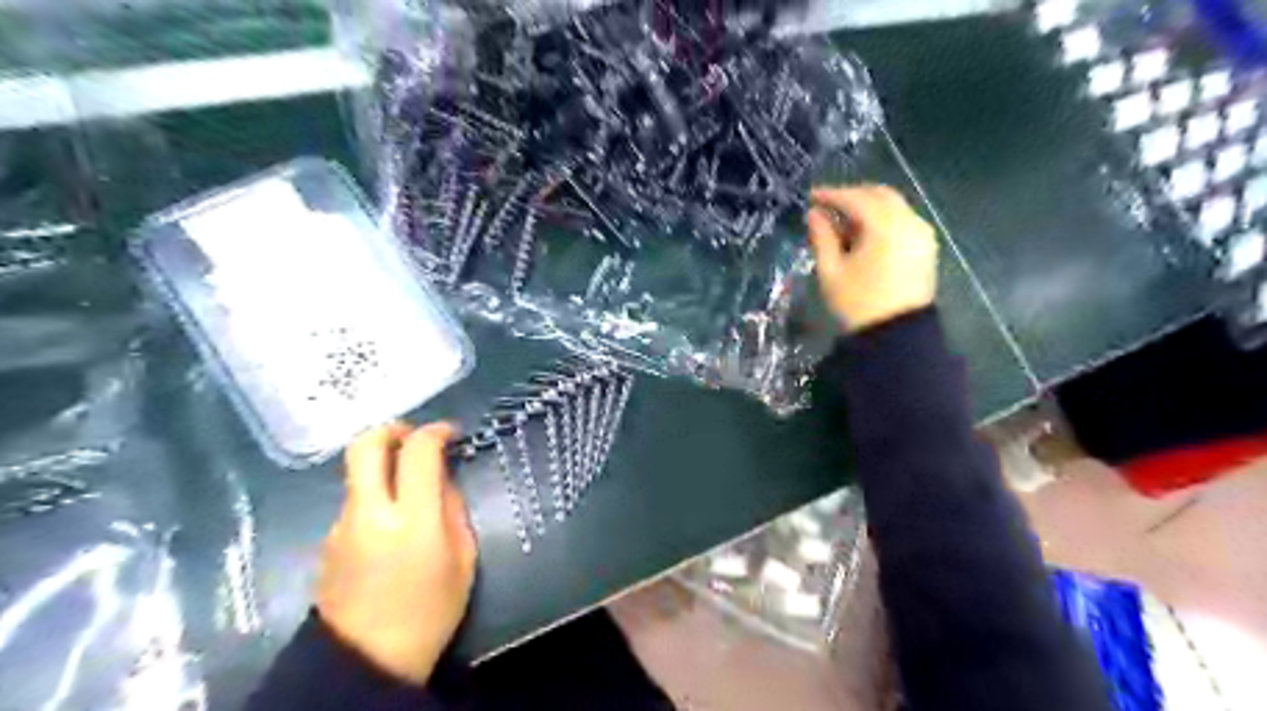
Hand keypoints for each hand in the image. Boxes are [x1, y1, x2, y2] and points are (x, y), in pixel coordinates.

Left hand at [313, 421, 475, 682]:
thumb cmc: (430, 611)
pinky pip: (354, 501)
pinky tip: (391, 522)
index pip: (417, 452)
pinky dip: (375, 495)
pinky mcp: (327, 540)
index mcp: (412, 520)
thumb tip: (441, 480)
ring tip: (409, 487)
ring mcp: (341, 526)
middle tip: (415, 437)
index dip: (436, 431)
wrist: (366, 661)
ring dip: (383, 465)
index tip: (451, 434)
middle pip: (365, 446)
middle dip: (392, 429)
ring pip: (357, 473)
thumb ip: (453, 510)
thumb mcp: (463, 559)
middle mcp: (369, 513)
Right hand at [804, 183, 931, 329]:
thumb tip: (814, 214)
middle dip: (852, 196)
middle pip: (880, 195)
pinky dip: (881, 221)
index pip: (856, 199)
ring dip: (868, 208)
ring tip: (842, 225)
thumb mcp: (831, 271)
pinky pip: (902, 222)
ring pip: (893, 207)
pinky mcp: (926, 249)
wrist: (895, 338)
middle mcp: (910, 223)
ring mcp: (922, 235)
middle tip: (827, 206)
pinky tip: (863, 237)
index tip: (811, 196)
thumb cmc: (857, 304)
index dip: (831, 195)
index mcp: (886, 226)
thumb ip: (822, 237)